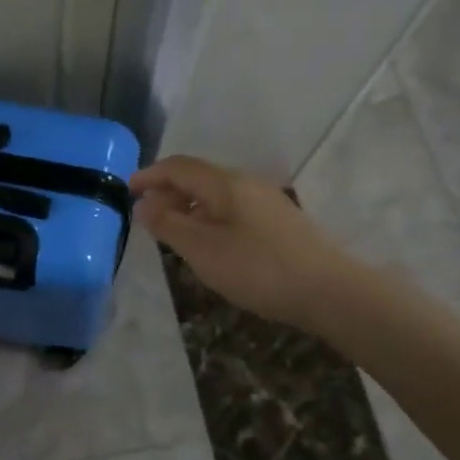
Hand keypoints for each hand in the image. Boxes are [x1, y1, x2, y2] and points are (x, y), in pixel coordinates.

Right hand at [131, 155, 344, 326]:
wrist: (332, 292)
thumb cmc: (259, 268)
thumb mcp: (203, 250)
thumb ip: (169, 224)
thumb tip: (144, 204)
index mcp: (225, 183)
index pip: (178, 166)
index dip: (150, 175)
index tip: (127, 190)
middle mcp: (246, 183)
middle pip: (198, 177)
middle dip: (168, 191)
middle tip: (146, 215)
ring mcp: (267, 202)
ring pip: (217, 194)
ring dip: (189, 206)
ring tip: (173, 231)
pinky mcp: (280, 222)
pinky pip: (233, 209)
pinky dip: (209, 217)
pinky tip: (209, 243)